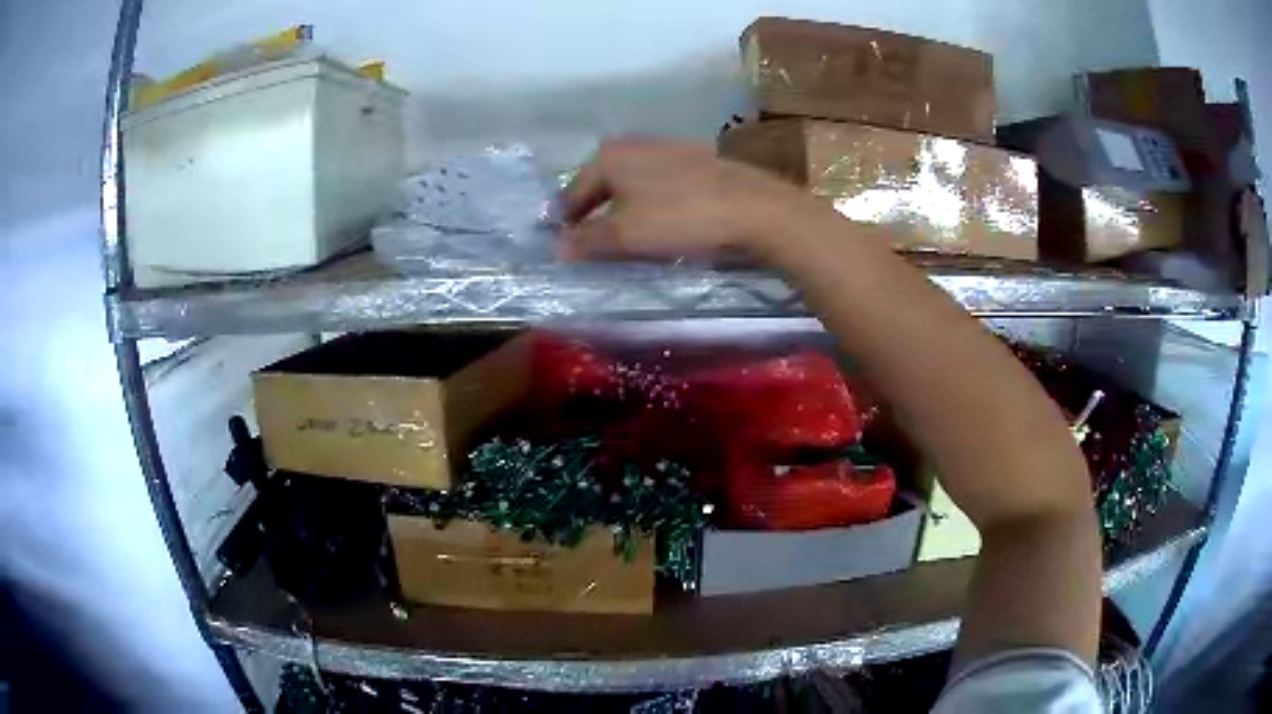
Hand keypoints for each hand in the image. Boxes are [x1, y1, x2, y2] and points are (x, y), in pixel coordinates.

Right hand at [559, 137, 823, 262]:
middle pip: (601, 185)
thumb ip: (586, 240)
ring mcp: (666, 148)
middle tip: (592, 245)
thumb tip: (559, 246)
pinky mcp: (694, 160)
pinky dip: (649, 203)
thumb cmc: (679, 218)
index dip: (566, 223)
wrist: (752, 208)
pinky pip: (657, 184)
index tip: (564, 248)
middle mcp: (632, 144)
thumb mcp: (624, 235)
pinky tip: (661, 221)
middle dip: (593, 214)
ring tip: (625, 237)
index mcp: (608, 156)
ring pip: (630, 183)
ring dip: (622, 209)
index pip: (572, 193)